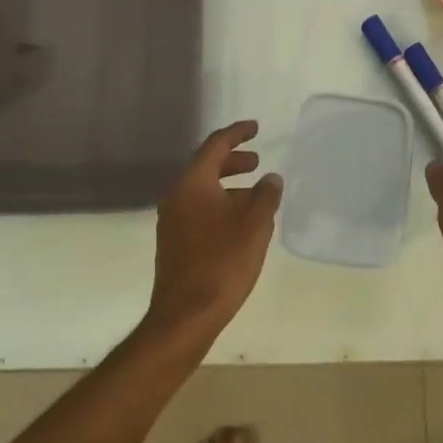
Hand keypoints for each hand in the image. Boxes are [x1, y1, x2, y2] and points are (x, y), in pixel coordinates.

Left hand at [146, 120, 282, 343]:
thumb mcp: (255, 224)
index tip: (255, 127)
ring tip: (255, 195)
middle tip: (257, 162)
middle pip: (206, 166)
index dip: (237, 133)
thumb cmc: (223, 262)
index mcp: (193, 183)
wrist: (185, 315)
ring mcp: (172, 221)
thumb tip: (270, 178)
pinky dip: (220, 205)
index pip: (215, 145)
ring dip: (228, 186)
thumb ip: (266, 195)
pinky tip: (240, 223)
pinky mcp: (175, 243)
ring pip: (202, 191)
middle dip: (233, 161)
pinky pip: (199, 210)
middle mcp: (177, 196)